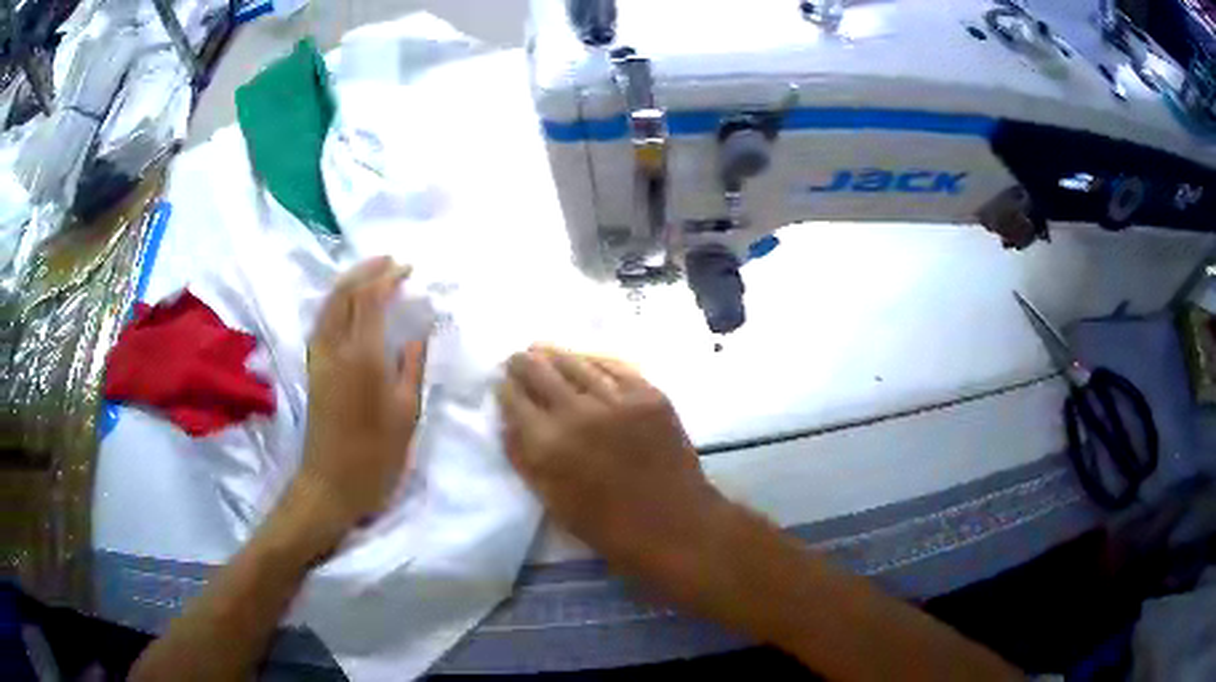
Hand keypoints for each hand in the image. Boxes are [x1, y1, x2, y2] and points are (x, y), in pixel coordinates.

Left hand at [292, 257, 428, 550]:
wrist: (331, 483)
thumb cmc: (376, 455)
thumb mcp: (406, 413)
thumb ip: (412, 366)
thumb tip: (418, 333)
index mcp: (363, 356)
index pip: (371, 299)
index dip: (389, 277)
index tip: (409, 269)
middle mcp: (336, 348)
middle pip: (345, 293)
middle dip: (367, 270)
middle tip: (391, 262)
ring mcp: (320, 357)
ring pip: (329, 304)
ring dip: (350, 282)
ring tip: (373, 275)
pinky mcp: (314, 368)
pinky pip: (323, 320)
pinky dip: (337, 301)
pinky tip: (350, 306)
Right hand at [497, 347, 726, 578]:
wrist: (673, 524)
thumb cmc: (607, 526)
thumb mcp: (551, 500)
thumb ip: (524, 457)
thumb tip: (508, 421)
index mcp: (548, 445)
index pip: (515, 399)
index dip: (504, 388)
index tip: (502, 383)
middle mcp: (578, 413)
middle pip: (540, 371)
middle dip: (523, 363)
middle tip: (517, 359)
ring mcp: (617, 399)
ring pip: (575, 362)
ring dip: (554, 355)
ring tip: (542, 349)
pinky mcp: (649, 394)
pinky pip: (614, 365)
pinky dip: (593, 360)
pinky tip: (583, 358)